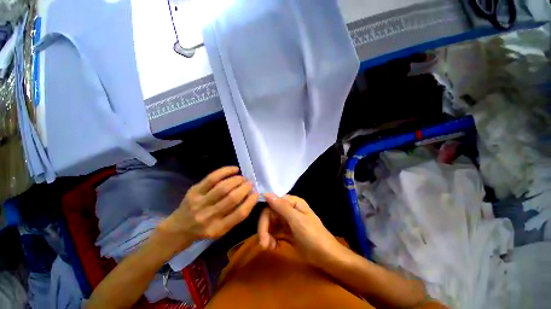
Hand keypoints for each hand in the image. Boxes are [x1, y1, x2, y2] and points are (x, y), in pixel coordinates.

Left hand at [159, 166, 258, 249]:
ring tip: (242, 178)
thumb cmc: (204, 229)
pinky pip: (212, 178)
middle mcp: (208, 217)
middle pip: (232, 198)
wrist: (179, 228)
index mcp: (218, 229)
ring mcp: (199, 203)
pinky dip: (225, 171)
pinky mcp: (194, 191)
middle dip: (245, 188)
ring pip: (223, 187)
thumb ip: (235, 215)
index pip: (240, 214)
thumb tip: (250, 196)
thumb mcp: (221, 230)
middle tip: (250, 183)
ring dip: (237, 180)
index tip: (256, 193)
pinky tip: (234, 169)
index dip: (251, 201)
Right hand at [258, 194, 344, 267]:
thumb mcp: (297, 221)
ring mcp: (288, 221)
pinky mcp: (287, 232)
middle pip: (270, 215)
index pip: (272, 204)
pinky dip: (272, 239)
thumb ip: (281, 207)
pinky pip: (275, 232)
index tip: (262, 233)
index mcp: (292, 203)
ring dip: (267, 235)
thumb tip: (266, 193)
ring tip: (269, 247)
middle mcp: (289, 209)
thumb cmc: (313, 236)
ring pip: (271, 224)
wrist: (326, 257)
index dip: (265, 217)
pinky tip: (274, 247)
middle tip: (264, 245)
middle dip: (265, 229)